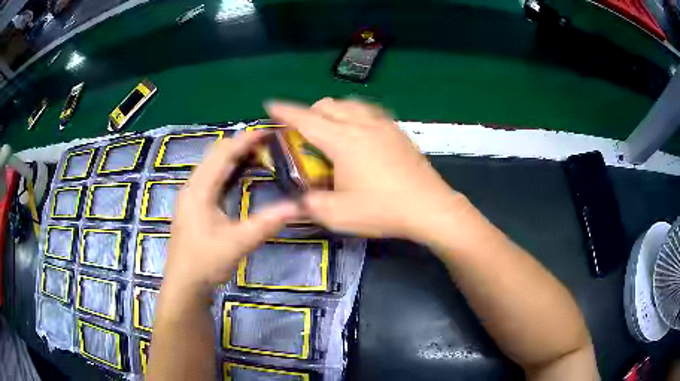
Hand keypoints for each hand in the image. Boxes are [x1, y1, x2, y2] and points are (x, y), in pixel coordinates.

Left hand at [164, 132, 300, 297]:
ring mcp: (191, 196)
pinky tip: (241, 173)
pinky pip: (211, 178)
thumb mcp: (237, 244)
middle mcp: (192, 187)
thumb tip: (298, 206)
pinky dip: (228, 170)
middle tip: (268, 141)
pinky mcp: (194, 205)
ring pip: (212, 165)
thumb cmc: (205, 263)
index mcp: (199, 190)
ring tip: (259, 152)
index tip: (268, 131)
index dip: (245, 140)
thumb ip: (266, 223)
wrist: (184, 284)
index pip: (222, 155)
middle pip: (215, 155)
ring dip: (234, 156)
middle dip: (240, 144)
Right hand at [265, 98, 467, 240]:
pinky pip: (369, 110)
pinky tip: (359, 131)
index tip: (270, 105)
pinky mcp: (397, 130)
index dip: (284, 111)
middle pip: (327, 104)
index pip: (305, 119)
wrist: (429, 207)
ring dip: (333, 110)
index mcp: (342, 140)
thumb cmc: (382, 210)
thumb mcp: (337, 214)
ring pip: (349, 103)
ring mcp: (382, 124)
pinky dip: (354, 113)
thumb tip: (292, 201)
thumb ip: (308, 204)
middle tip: (304, 132)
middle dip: (309, 112)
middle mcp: (361, 124)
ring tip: (330, 129)